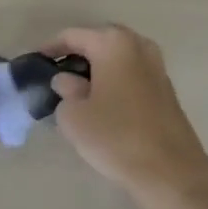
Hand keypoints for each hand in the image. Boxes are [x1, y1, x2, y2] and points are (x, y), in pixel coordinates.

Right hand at [46, 26, 207, 201]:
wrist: (171, 172)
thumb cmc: (116, 136)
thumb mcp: (74, 115)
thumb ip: (65, 90)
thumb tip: (68, 81)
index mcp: (113, 43)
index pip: (72, 36)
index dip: (51, 48)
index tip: (36, 63)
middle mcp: (138, 45)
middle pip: (99, 42)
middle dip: (77, 55)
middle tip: (57, 75)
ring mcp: (157, 65)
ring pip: (118, 58)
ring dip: (98, 68)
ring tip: (79, 89)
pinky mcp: (166, 88)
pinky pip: (132, 74)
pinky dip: (115, 80)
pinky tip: (104, 102)